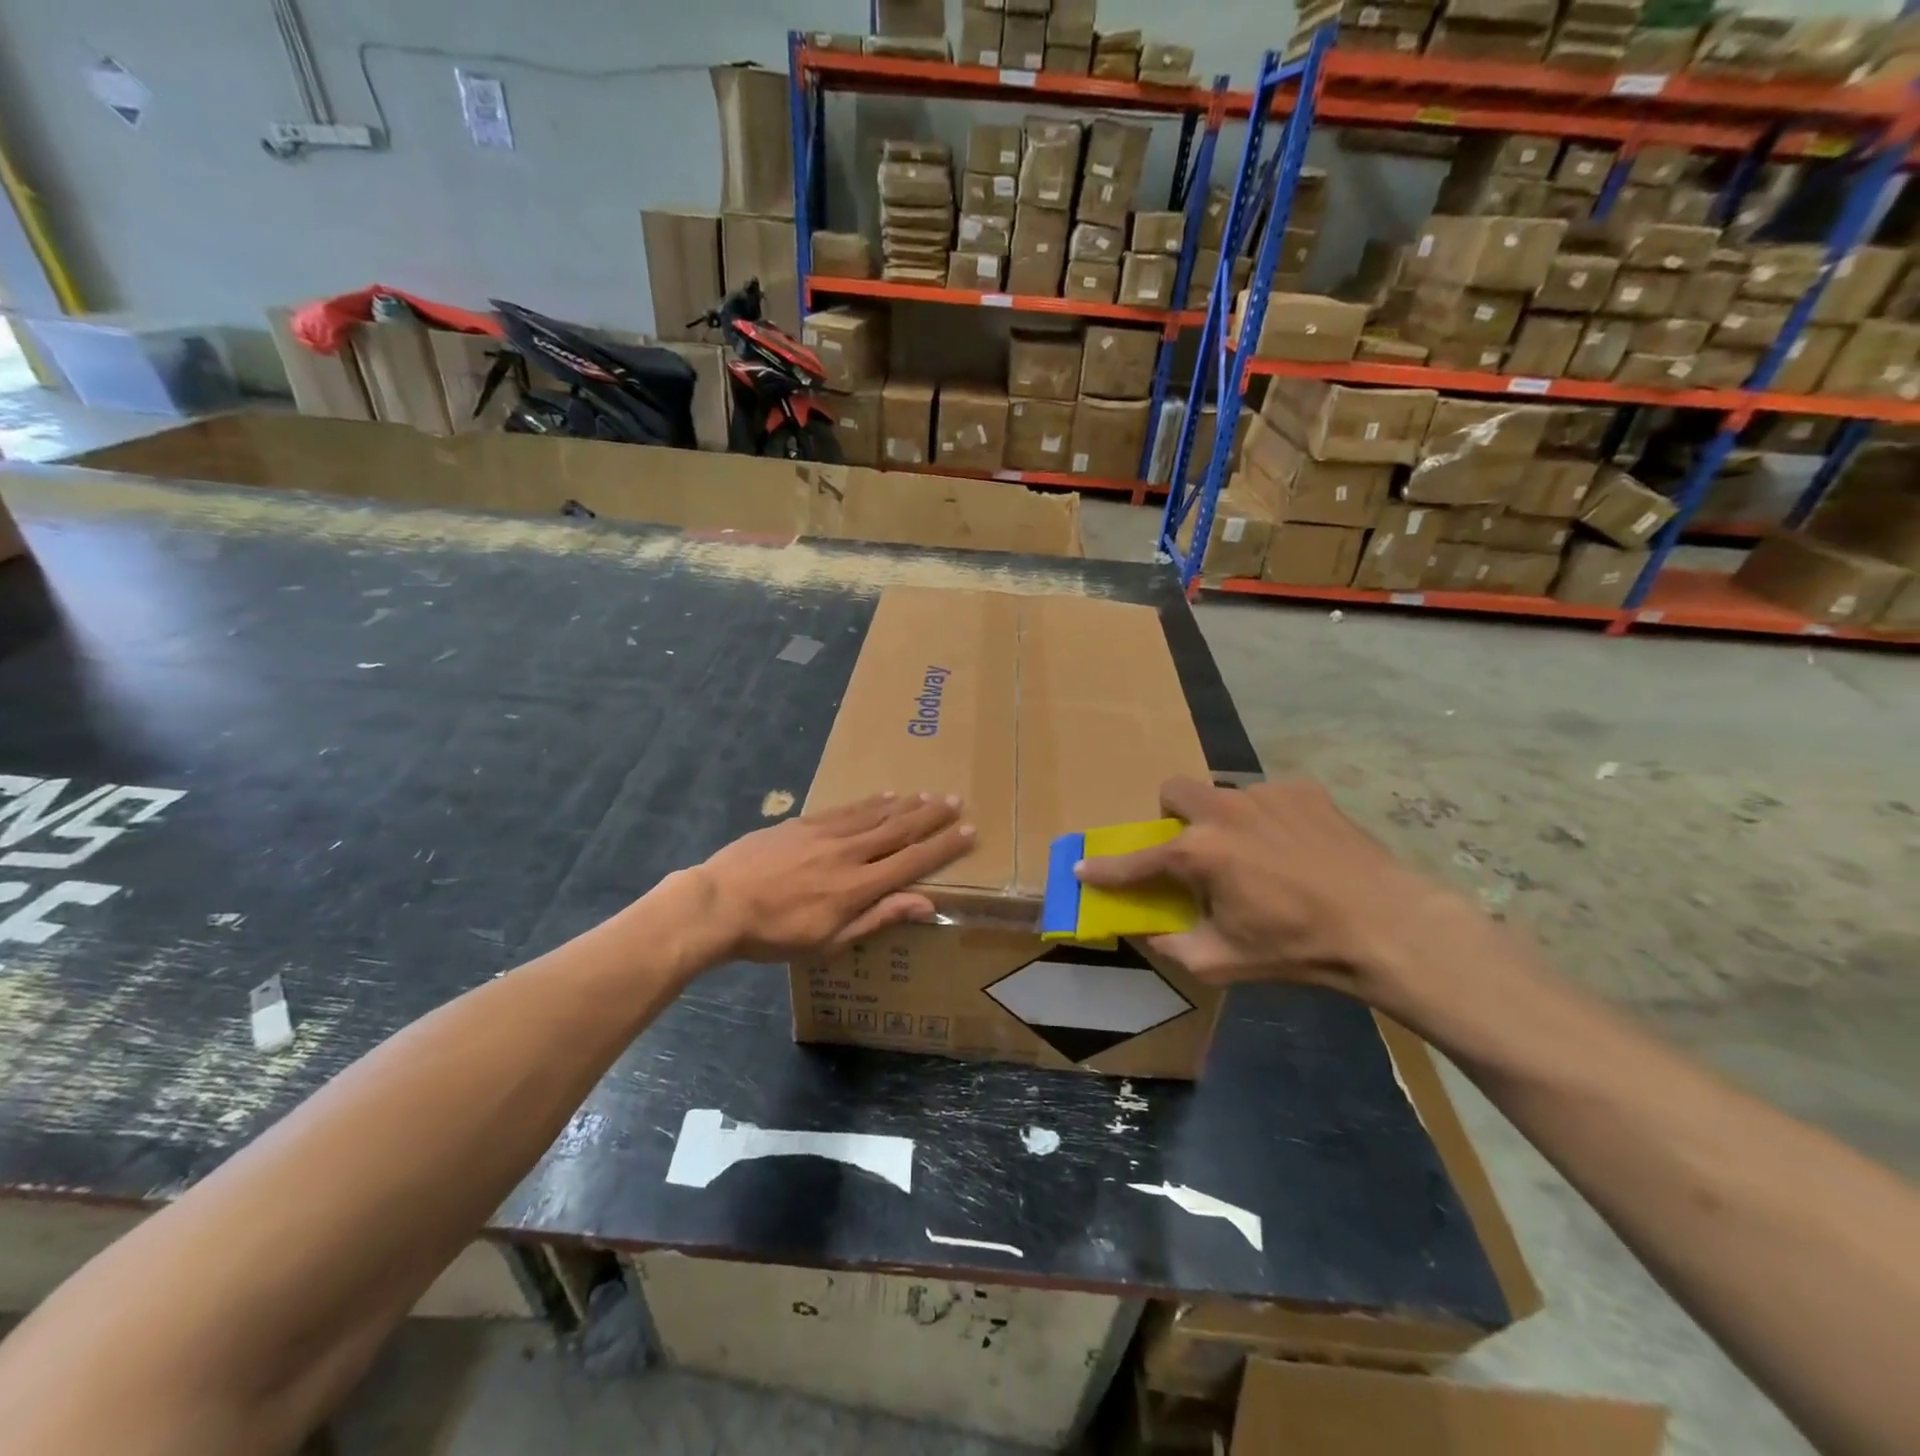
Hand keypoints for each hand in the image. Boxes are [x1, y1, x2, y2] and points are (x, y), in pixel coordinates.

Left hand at [696, 793, 974, 961]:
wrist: (719, 903)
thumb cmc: (775, 934)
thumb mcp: (829, 941)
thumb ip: (878, 918)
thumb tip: (925, 904)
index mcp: (858, 887)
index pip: (912, 862)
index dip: (943, 847)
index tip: (968, 832)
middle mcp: (849, 853)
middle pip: (899, 830)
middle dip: (931, 817)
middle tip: (956, 801)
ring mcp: (825, 833)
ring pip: (875, 814)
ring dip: (906, 805)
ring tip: (928, 795)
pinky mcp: (803, 823)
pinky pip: (846, 808)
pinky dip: (870, 802)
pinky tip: (885, 796)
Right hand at [1074, 776, 1474, 1008]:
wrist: (1386, 926)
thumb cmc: (1296, 948)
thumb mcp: (1222, 961)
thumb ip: (1172, 945)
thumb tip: (1147, 931)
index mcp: (1198, 852)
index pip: (1135, 860)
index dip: (1105, 869)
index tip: (1082, 868)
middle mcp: (1223, 810)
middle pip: (1174, 791)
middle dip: (1172, 817)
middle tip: (1193, 850)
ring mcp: (1265, 794)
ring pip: (1224, 795)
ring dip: (1224, 821)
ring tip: (1257, 856)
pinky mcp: (1303, 790)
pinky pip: (1267, 798)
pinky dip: (1267, 820)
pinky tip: (1295, 849)